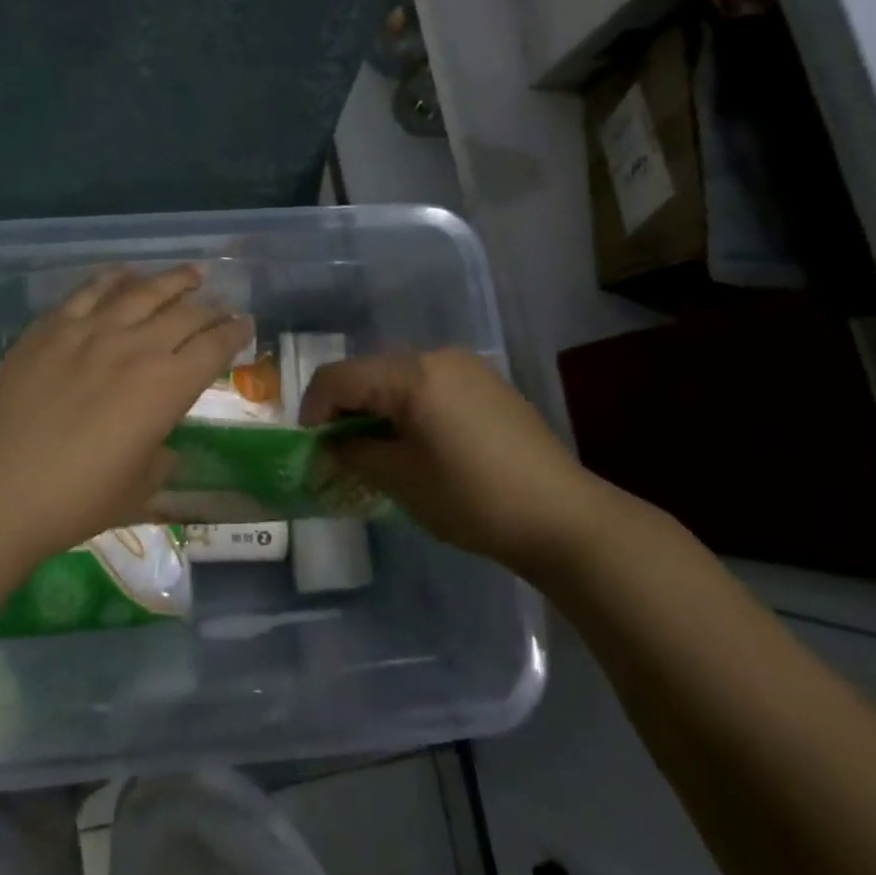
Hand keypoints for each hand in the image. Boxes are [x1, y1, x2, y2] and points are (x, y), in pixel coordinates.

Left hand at [0, 266, 253, 557]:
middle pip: (186, 313)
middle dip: (212, 307)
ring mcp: (90, 331)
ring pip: (142, 292)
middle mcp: (136, 347)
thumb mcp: (138, 490)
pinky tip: (126, 273)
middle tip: (223, 304)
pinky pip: (90, 291)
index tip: (246, 324)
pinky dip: (114, 278)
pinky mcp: (50, 328)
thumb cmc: (75, 501)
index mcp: (166, 387)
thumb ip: (160, 460)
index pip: (214, 347)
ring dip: (173, 280)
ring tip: (191, 273)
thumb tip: (162, 447)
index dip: (236, 333)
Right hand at [299, 348, 604, 573]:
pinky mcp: (488, 384)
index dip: (313, 410)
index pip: (338, 377)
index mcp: (411, 374)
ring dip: (377, 408)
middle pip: (368, 372)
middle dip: (345, 409)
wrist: (562, 517)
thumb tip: (330, 445)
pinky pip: (430, 385)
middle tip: (342, 453)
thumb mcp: (399, 479)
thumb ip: (353, 453)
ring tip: (380, 451)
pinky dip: (409, 407)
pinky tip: (420, 444)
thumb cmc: (471, 498)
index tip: (312, 448)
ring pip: (398, 378)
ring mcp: (467, 368)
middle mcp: (437, 357)